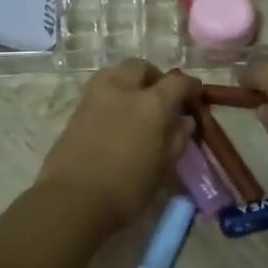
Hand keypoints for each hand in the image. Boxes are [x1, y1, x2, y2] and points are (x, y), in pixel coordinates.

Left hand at [37, 60, 193, 228]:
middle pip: (140, 67)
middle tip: (162, 97)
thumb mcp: (162, 167)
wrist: (72, 200)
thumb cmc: (127, 188)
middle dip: (154, 76)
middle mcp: (123, 90)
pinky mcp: (76, 110)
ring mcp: (95, 97)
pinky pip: (99, 90)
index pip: (177, 82)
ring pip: (115, 72)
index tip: (195, 93)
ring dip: (129, 80)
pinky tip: (116, 117)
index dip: (189, 86)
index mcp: (151, 103)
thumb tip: (185, 120)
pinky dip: (112, 94)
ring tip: (135, 103)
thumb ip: (176, 139)